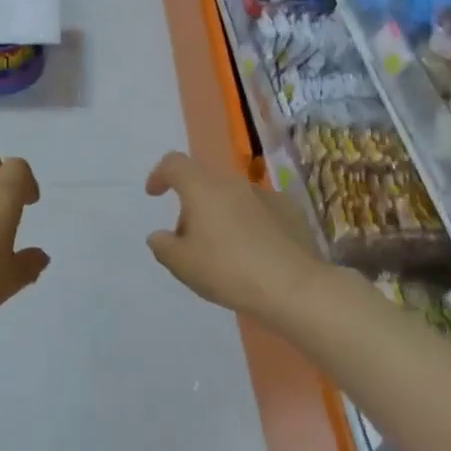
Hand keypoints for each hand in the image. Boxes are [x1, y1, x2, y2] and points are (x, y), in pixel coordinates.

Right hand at [145, 151, 327, 321]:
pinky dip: (251, 225)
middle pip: (204, 185)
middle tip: (190, 241)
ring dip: (223, 216)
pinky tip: (257, 253)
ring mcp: (267, 196)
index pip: (174, 164)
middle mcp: (234, 184)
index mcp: (202, 189)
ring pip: (233, 199)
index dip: (160, 175)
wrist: (295, 287)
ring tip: (226, 253)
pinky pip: (261, 212)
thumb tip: (161, 236)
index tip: (155, 194)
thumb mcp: (182, 265)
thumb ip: (163, 246)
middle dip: (193, 207)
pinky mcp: (292, 212)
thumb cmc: (228, 270)